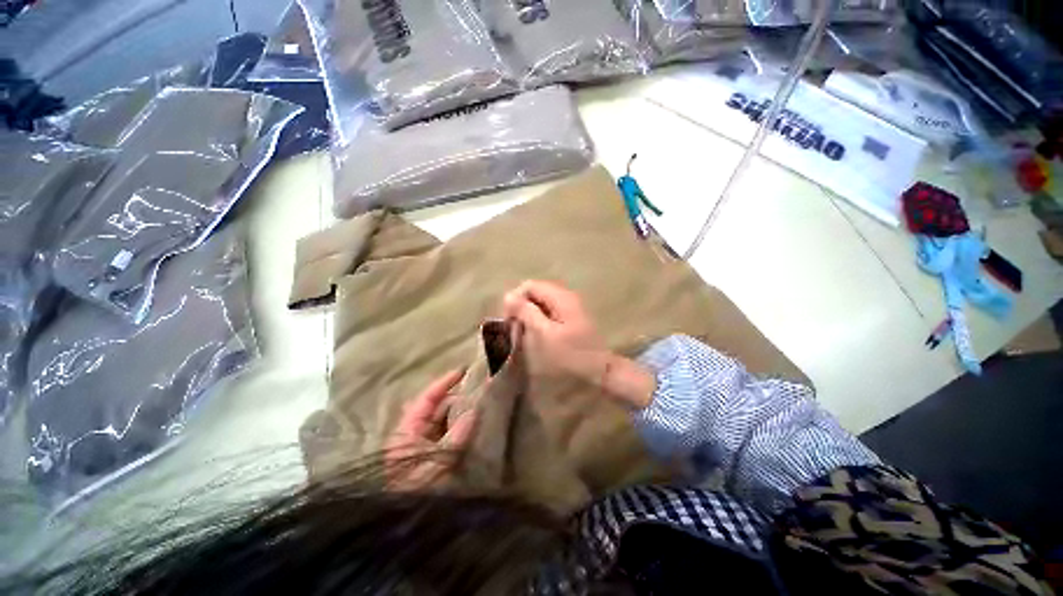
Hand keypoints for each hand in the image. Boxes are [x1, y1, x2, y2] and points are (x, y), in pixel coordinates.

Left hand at [385, 370, 477, 490]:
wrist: (400, 522)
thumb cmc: (413, 489)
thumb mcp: (435, 462)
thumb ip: (455, 437)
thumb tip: (474, 411)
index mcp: (407, 430)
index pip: (427, 398)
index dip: (444, 383)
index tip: (463, 371)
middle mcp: (413, 433)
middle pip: (437, 407)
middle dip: (457, 398)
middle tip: (479, 392)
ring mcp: (421, 444)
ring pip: (443, 420)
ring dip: (460, 413)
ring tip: (480, 406)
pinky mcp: (429, 454)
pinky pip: (446, 433)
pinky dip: (459, 427)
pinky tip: (473, 426)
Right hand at [502, 281, 655, 408]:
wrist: (601, 371)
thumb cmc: (571, 354)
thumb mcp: (544, 334)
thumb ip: (526, 312)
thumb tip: (508, 296)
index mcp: (560, 296)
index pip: (529, 285)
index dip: (515, 299)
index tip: (510, 321)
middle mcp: (565, 296)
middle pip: (535, 292)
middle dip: (521, 307)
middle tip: (516, 329)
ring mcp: (569, 307)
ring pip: (541, 303)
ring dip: (529, 315)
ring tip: (524, 334)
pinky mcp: (570, 318)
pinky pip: (548, 312)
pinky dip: (538, 320)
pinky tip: (537, 335)